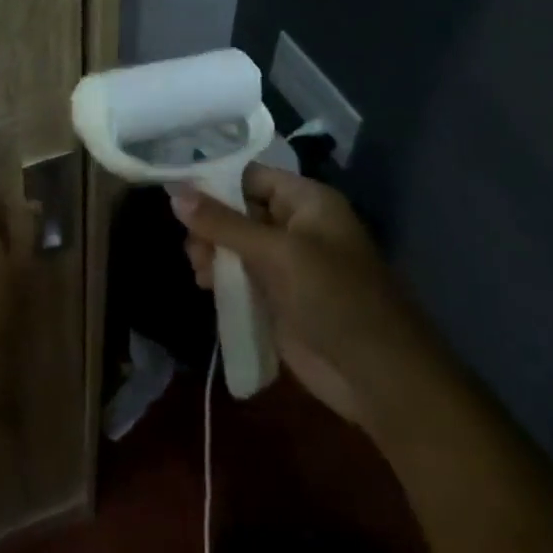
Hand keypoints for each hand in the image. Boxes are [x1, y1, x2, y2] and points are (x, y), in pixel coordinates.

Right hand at [172, 166, 411, 422]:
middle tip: (191, 245)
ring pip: (236, 245)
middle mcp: (296, 226)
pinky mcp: (278, 298)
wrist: (377, 376)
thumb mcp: (277, 254)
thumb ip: (224, 224)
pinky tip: (204, 286)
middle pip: (239, 210)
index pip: (251, 177)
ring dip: (212, 252)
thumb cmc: (334, 298)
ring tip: (198, 270)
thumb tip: (175, 194)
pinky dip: (221, 278)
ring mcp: (287, 264)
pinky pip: (241, 277)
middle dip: (210, 223)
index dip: (214, 183)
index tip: (175, 195)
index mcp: (307, 202)